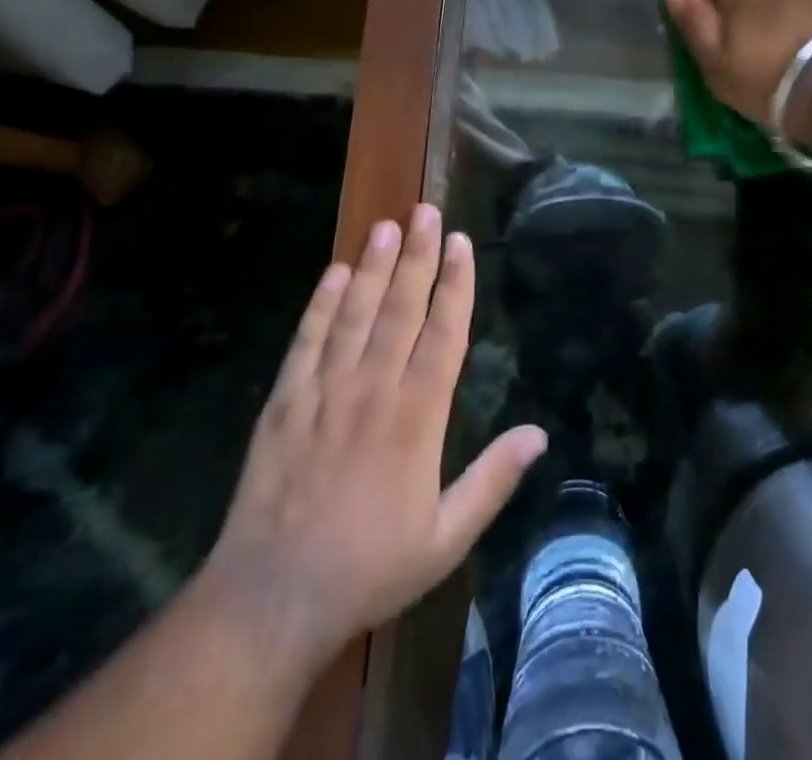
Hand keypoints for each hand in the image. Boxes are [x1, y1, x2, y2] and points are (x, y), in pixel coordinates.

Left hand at [199, 206, 546, 669]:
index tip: (462, 243)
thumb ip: (493, 481)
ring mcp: (324, 392)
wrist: (271, 600)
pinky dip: (320, 305)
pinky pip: (306, 342)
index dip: (455, 284)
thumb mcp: (446, 538)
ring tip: (386, 225)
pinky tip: (332, 273)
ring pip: (354, 314)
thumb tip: (540, 434)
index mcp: (416, 417)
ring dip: (372, 266)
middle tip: (426, 211)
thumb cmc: (369, 567)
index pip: (443, 333)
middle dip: (417, 256)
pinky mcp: (284, 403)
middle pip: (400, 308)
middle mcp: (373, 390)